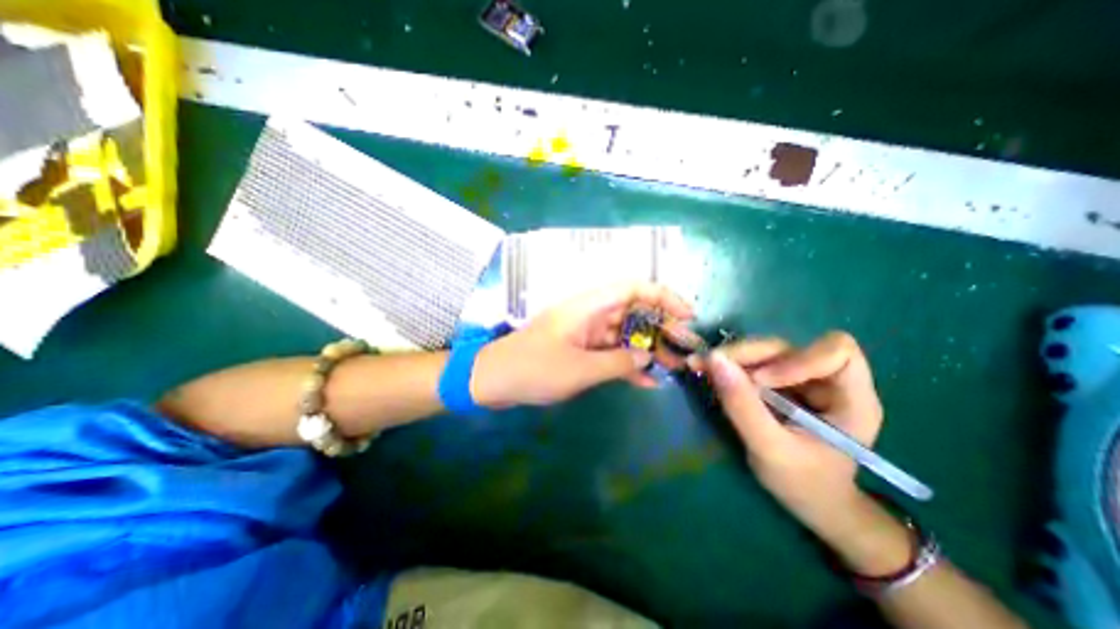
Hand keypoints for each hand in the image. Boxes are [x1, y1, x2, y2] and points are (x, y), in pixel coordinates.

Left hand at [469, 282, 691, 406]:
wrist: (495, 380)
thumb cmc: (534, 369)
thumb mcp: (580, 368)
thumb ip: (618, 362)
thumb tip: (648, 357)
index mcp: (588, 306)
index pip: (633, 288)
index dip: (663, 296)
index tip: (687, 315)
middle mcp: (590, 314)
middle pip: (634, 311)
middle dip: (661, 327)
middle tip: (684, 349)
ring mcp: (586, 333)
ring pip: (625, 334)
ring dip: (648, 348)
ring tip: (674, 367)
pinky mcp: (581, 350)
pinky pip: (611, 352)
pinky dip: (628, 363)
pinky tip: (648, 381)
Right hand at [692, 334, 883, 529]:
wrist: (810, 504)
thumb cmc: (804, 485)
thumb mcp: (770, 450)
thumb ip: (742, 406)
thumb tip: (714, 359)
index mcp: (851, 400)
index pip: (837, 352)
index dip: (797, 359)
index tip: (760, 381)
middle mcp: (827, 381)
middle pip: (788, 347)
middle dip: (747, 355)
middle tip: (709, 364)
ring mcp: (801, 379)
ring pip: (765, 351)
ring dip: (732, 358)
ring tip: (701, 367)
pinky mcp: (780, 383)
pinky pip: (753, 362)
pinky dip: (729, 365)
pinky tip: (709, 372)